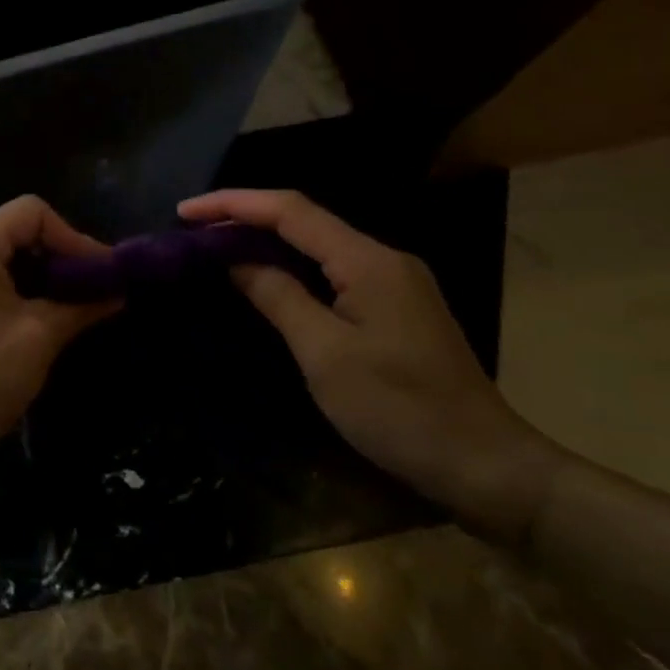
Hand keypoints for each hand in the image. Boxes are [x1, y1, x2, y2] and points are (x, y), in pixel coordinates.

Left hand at [0, 196, 117, 468]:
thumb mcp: (37, 339)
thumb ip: (81, 305)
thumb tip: (118, 290)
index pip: (32, 212)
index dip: (74, 237)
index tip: (101, 275)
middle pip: (15, 232)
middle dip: (59, 259)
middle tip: (92, 292)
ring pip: (0, 259)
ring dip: (38, 279)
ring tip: (69, 310)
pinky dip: (13, 293)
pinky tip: (33, 323)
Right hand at [180, 189, 568, 543]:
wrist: (485, 465)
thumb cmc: (400, 410)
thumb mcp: (325, 355)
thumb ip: (278, 297)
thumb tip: (236, 260)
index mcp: (368, 261)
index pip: (290, 210)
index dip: (234, 204)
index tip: (185, 211)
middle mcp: (383, 259)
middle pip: (304, 221)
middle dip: (246, 219)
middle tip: (193, 232)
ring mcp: (394, 283)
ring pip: (319, 246)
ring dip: (267, 242)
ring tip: (217, 249)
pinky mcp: (396, 308)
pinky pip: (333, 271)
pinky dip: (293, 268)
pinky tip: (267, 279)